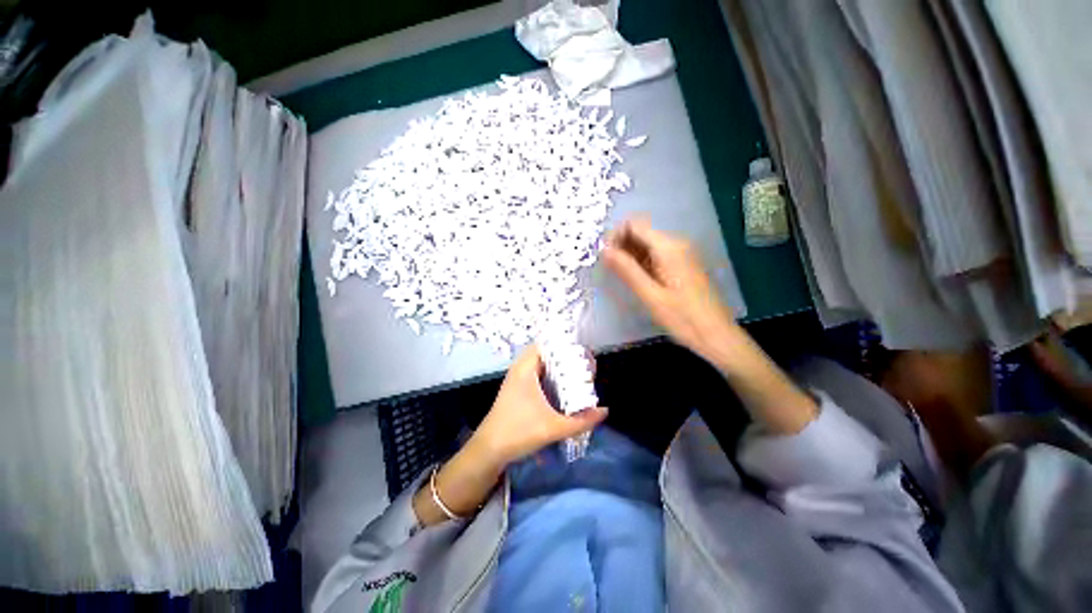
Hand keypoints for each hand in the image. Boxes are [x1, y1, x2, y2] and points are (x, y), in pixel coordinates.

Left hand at [471, 345, 606, 466]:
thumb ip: (581, 421)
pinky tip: (563, 389)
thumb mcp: (553, 428)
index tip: (582, 354)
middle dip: (565, 358)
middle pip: (545, 354)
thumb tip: (605, 411)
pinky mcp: (517, 390)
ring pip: (541, 365)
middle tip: (584, 367)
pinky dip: (550, 377)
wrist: (488, 450)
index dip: (564, 345)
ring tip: (577, 375)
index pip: (546, 344)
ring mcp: (517, 379)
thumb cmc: (518, 432)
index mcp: (526, 369)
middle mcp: (521, 369)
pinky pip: (537, 375)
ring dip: (557, 368)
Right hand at [603, 217, 735, 361]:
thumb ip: (627, 270)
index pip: (634, 224)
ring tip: (619, 276)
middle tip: (609, 269)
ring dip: (629, 255)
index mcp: (668, 247)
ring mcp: (681, 253)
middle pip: (640, 232)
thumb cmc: (683, 318)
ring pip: (647, 244)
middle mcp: (676, 244)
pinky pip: (656, 255)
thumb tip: (604, 250)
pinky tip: (636, 279)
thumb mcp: (650, 295)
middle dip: (621, 246)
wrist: (716, 334)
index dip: (615, 236)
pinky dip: (641, 262)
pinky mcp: (682, 264)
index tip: (604, 257)